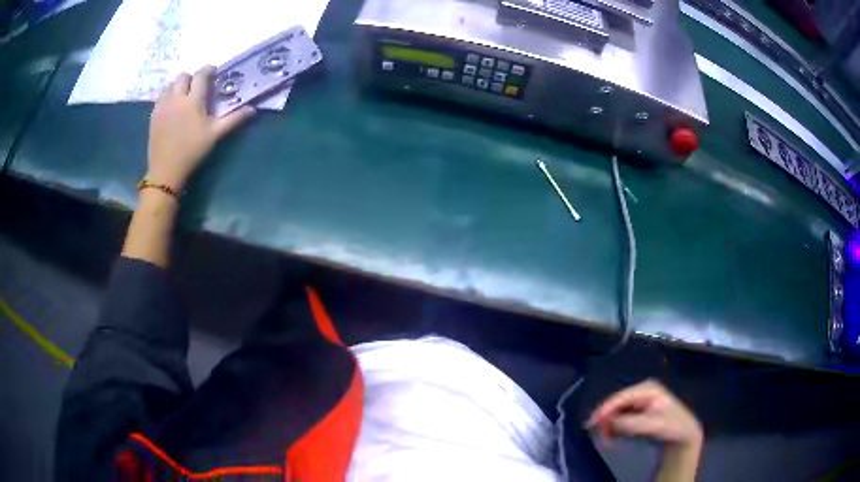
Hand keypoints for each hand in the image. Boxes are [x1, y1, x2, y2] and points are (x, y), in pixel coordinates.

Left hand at [147, 66, 254, 191]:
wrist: (166, 170)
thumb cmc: (192, 151)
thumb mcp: (214, 135)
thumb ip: (233, 119)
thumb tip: (252, 109)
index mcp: (193, 100)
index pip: (201, 75)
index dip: (208, 70)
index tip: (213, 71)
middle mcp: (176, 98)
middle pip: (183, 76)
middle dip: (192, 77)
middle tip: (197, 85)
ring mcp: (163, 106)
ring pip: (169, 85)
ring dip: (178, 85)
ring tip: (183, 95)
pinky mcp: (153, 115)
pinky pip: (160, 97)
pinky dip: (167, 96)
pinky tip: (171, 106)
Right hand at [586, 380, 702, 448]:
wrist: (684, 433)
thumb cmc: (671, 425)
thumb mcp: (652, 424)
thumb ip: (630, 422)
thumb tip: (608, 422)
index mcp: (647, 387)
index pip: (620, 397)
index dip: (604, 410)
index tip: (590, 424)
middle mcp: (642, 390)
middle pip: (617, 403)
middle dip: (607, 420)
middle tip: (601, 437)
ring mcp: (641, 399)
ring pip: (618, 411)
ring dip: (610, 425)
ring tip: (609, 439)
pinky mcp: (639, 409)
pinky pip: (622, 417)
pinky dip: (616, 427)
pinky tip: (616, 436)